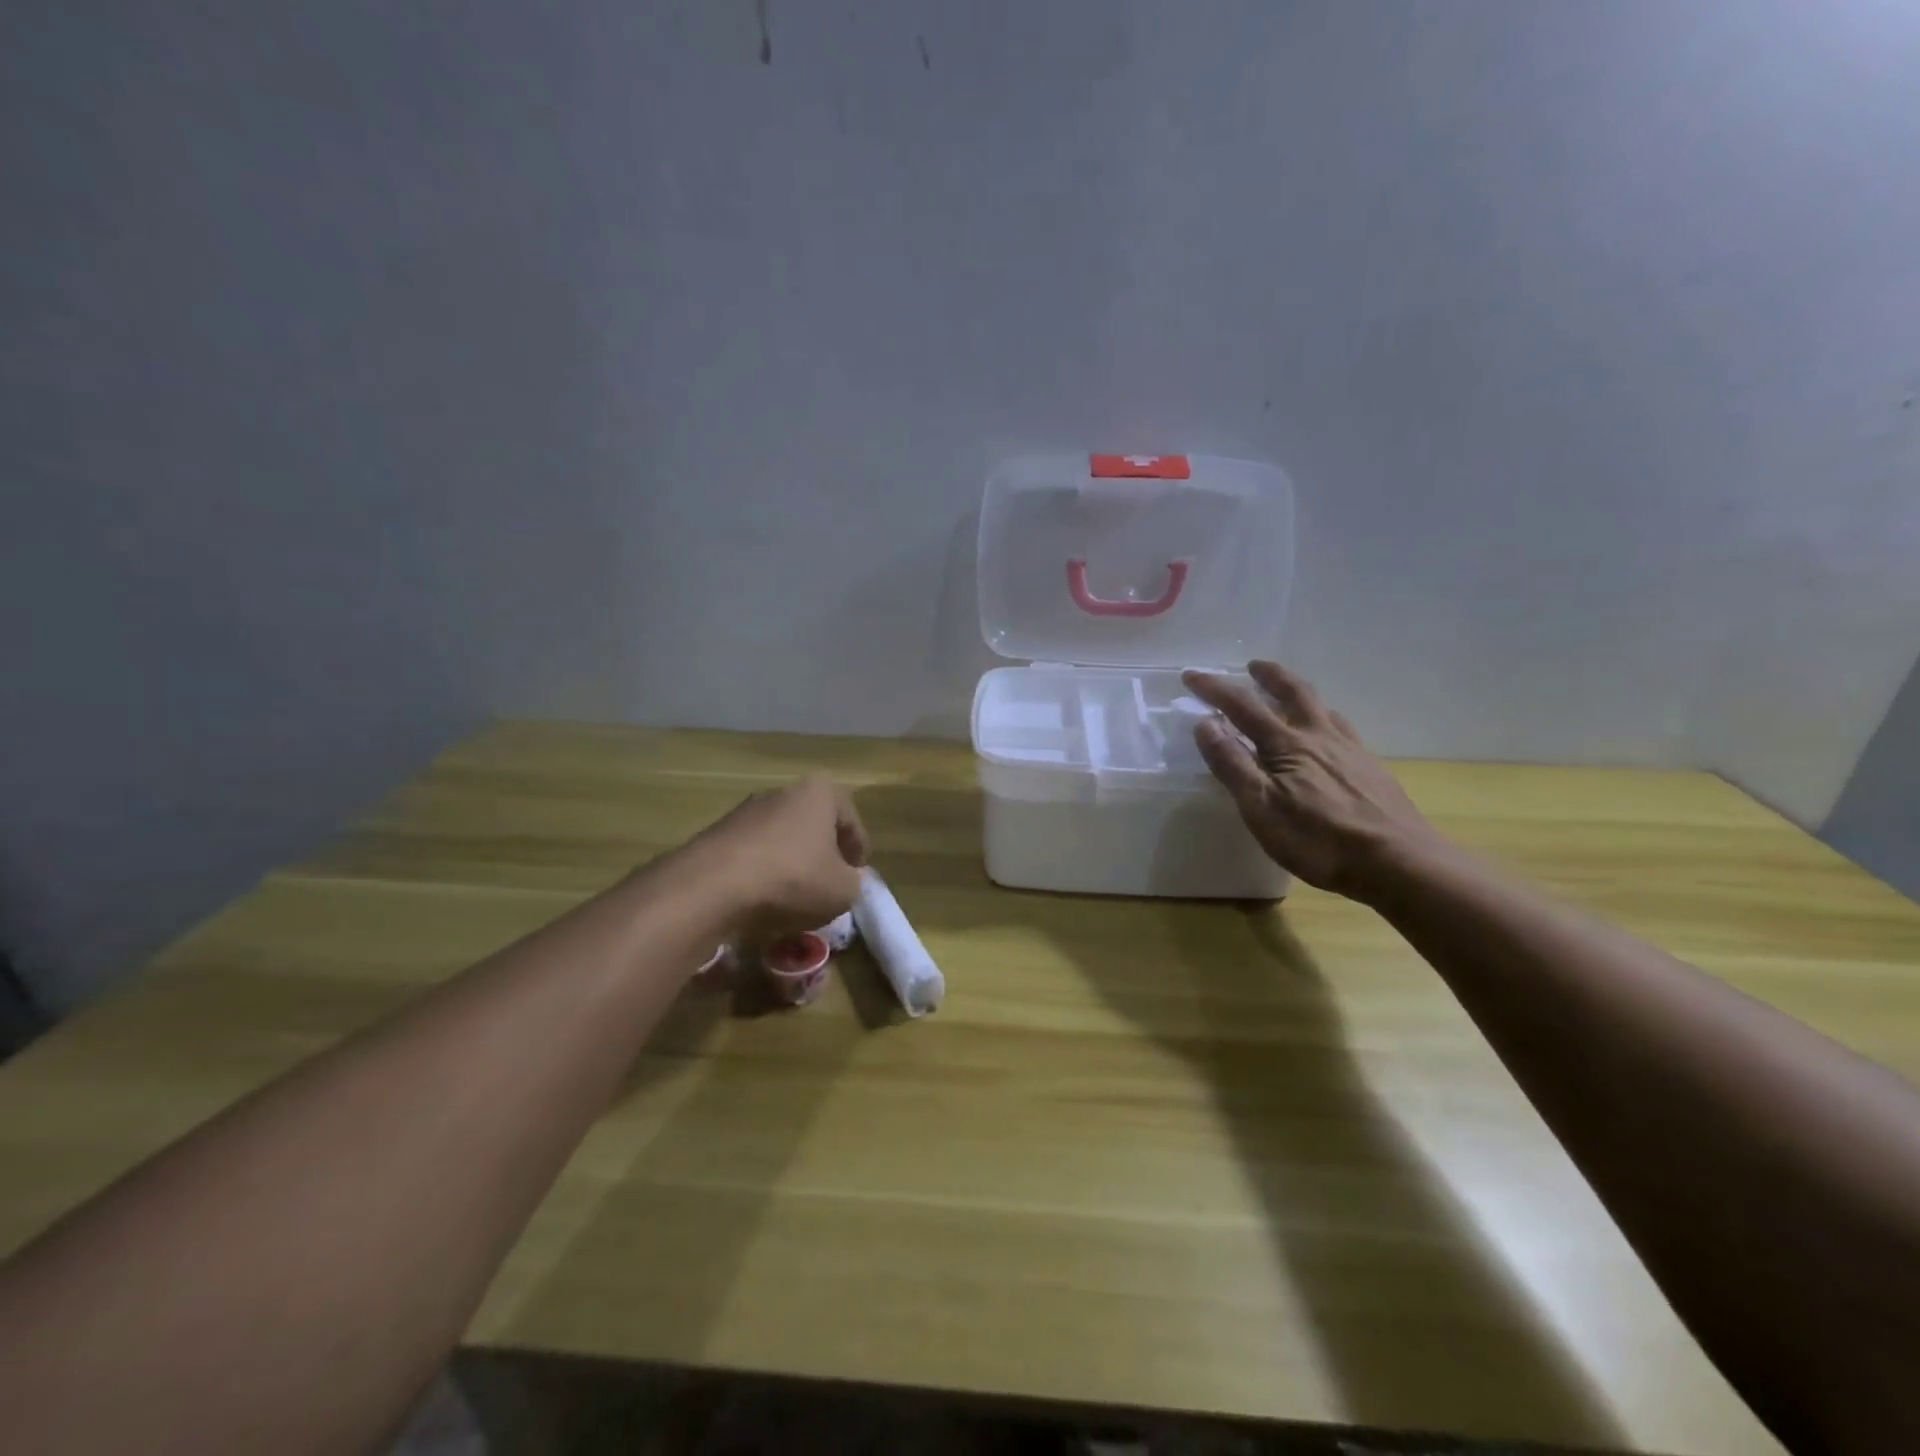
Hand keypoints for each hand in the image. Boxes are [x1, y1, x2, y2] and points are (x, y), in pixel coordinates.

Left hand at [683, 775, 869, 939]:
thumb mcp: (842, 890)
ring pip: (782, 838)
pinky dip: (763, 872)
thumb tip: (848, 879)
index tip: (857, 877)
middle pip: (814, 825)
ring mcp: (746, 810)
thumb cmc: (793, 877)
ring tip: (795, 897)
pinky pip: (753, 853)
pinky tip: (763, 899)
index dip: (858, 851)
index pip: (850, 820)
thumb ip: (855, 883)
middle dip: (823, 854)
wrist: (713, 885)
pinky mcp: (718, 833)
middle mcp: (783, 791)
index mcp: (820, 792)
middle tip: (829, 884)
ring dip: (792, 863)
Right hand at [1182, 661, 1443, 900]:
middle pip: (1294, 693)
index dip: (1215, 688)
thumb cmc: (1319, 838)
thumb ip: (1232, 763)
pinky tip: (1329, 740)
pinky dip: (1326, 723)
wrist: (1399, 862)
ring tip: (1290, 699)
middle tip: (1254, 665)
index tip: (1192, 674)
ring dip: (1300, 696)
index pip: (1243, 706)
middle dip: (1270, 675)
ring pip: (1323, 710)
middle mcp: (1320, 737)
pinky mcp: (1372, 770)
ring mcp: (1351, 751)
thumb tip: (1205, 723)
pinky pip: (1343, 732)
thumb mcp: (1260, 806)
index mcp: (1287, 744)